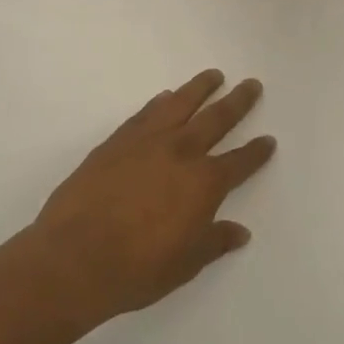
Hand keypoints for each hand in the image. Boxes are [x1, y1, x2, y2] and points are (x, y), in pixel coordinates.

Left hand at [32, 70, 276, 322]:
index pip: (240, 162)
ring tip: (213, 76)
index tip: (268, 139)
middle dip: (237, 102)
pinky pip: (145, 113)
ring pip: (180, 104)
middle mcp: (181, 153)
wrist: (75, 257)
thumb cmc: (138, 267)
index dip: (256, 151)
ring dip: (199, 88)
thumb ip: (215, 241)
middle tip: (251, 84)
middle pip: (216, 119)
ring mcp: (146, 142)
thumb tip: (239, 232)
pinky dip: (159, 102)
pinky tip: (165, 97)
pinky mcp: (116, 142)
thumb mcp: (186, 263)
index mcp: (205, 183)